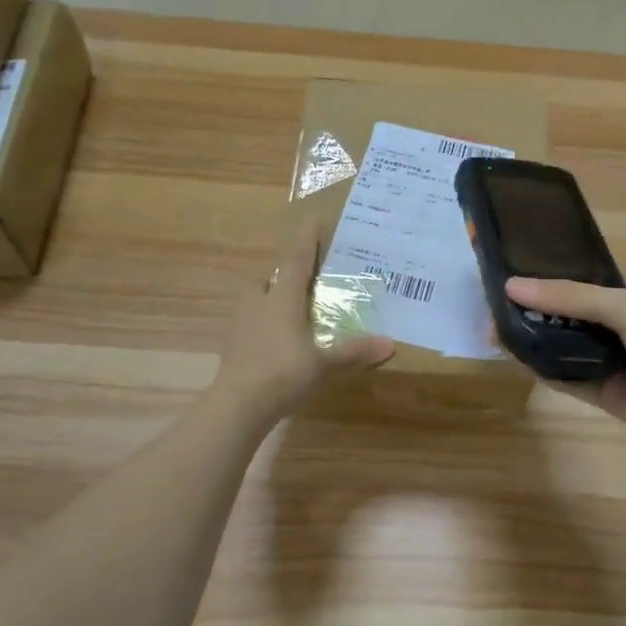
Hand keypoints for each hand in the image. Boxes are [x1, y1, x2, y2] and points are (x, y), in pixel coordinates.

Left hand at [212, 219, 394, 422]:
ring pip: (259, 298)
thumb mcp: (324, 363)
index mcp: (282, 298)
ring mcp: (242, 322)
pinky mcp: (233, 343)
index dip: (306, 240)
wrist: (237, 405)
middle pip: (272, 277)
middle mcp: (259, 302)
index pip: (297, 260)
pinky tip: (280, 337)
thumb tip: (391, 343)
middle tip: (308, 277)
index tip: (312, 219)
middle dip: (288, 274)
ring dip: (274, 297)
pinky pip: (253, 321)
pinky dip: (266, 322)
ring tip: (295, 307)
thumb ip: (355, 351)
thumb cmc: (282, 373)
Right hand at [504, 277, 625, 459]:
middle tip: (494, 305)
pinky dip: (545, 368)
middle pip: (571, 315)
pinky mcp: (606, 394)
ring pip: (567, 347)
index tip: (514, 273)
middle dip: (537, 310)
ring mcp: (614, 362)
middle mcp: (623, 326)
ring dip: (535, 339)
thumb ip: (572, 297)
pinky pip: (570, 379)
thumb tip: (513, 285)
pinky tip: (515, 356)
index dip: (552, 278)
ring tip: (495, 329)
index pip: (586, 282)